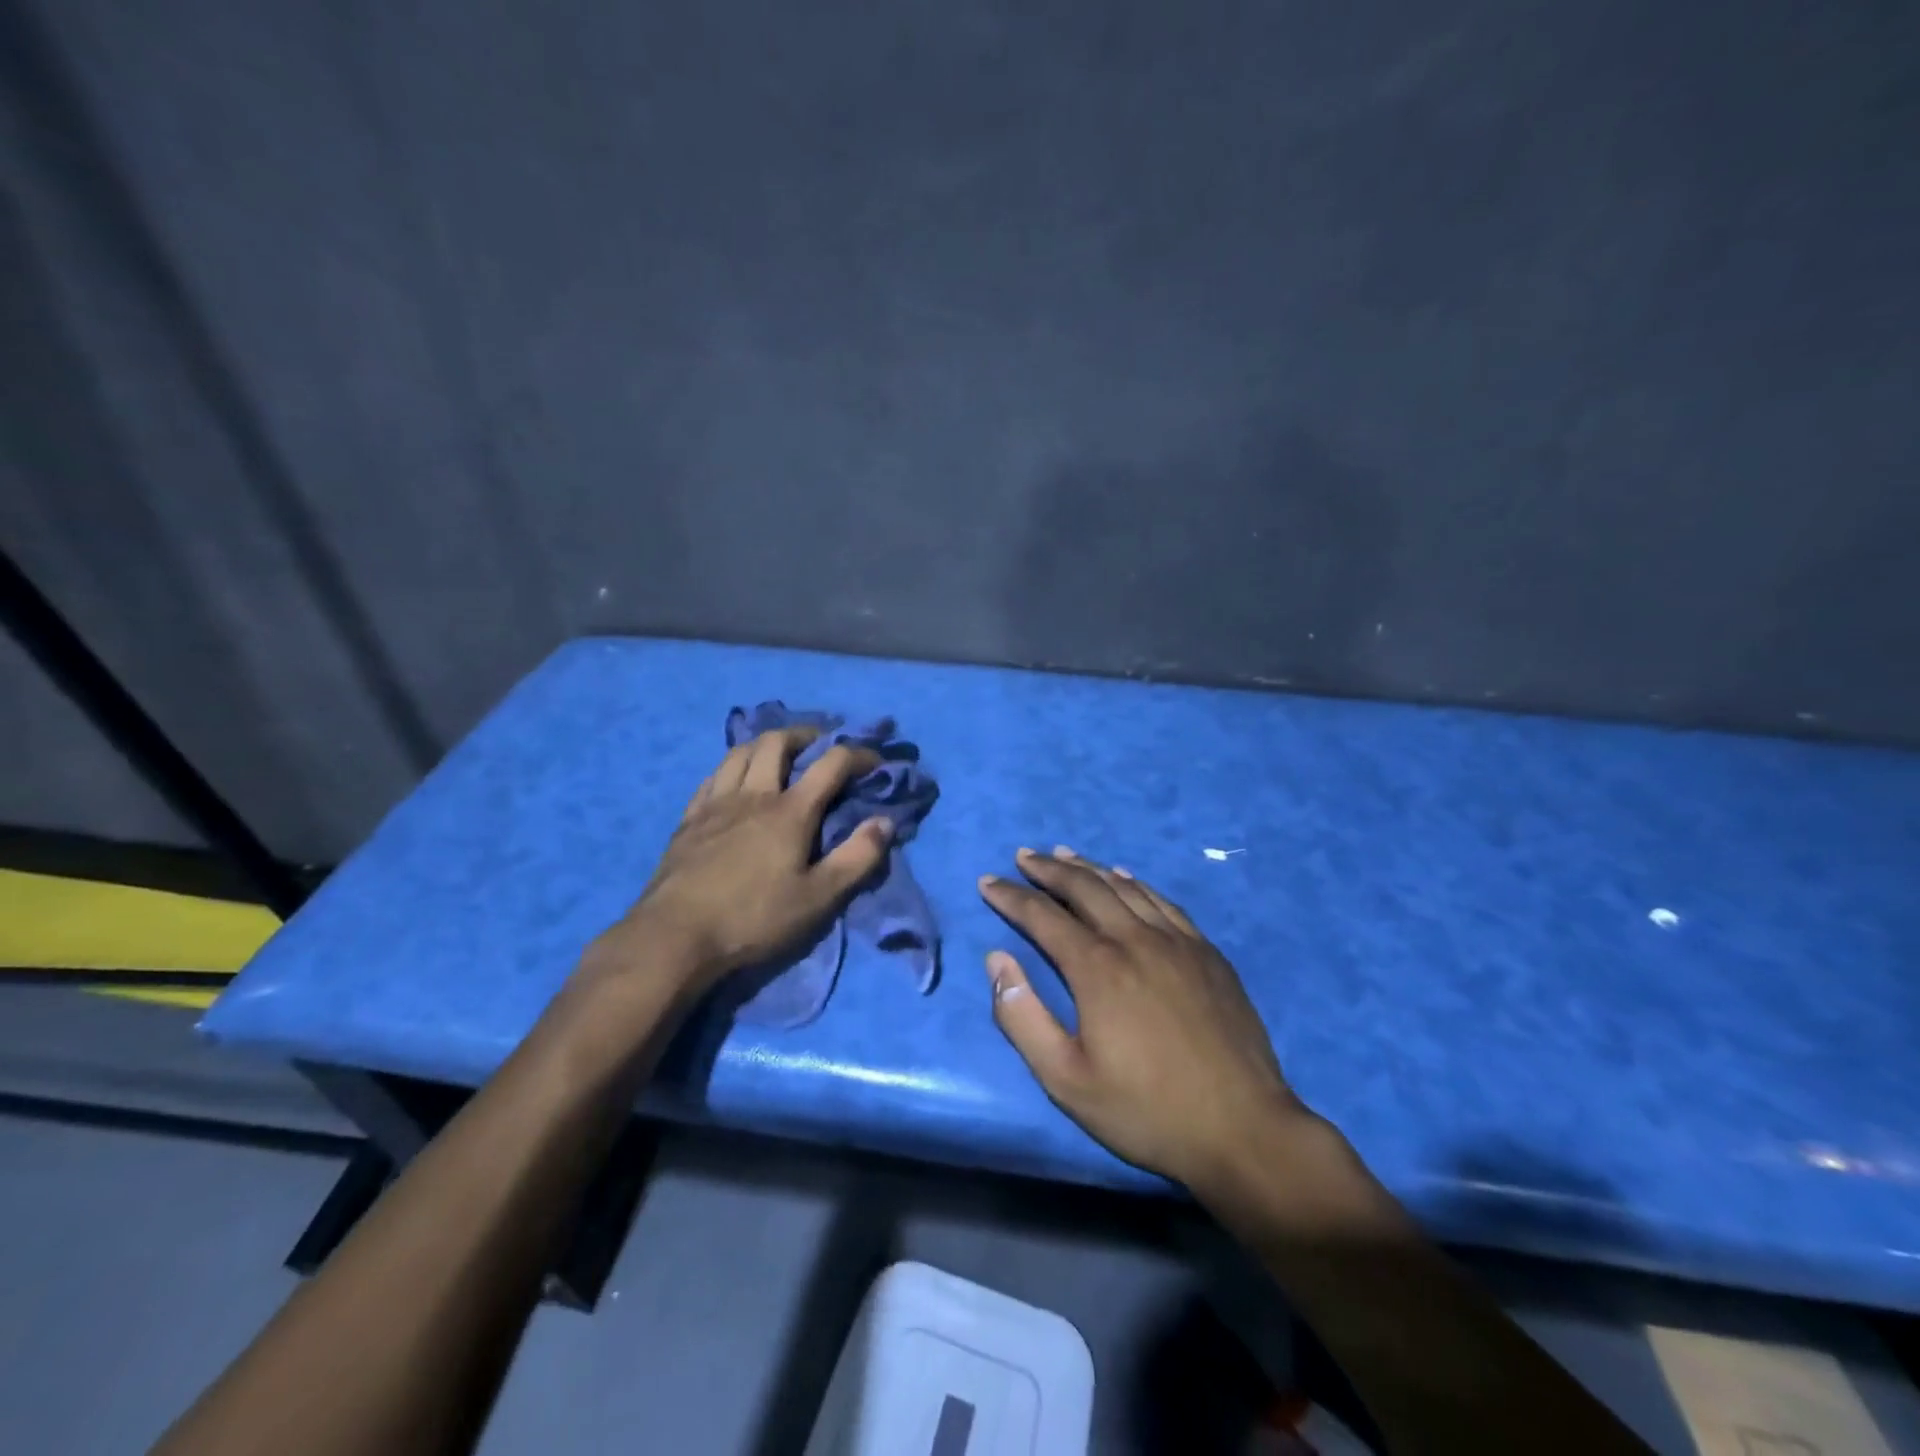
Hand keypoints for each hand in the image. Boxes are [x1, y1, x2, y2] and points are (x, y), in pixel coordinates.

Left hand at [588, 729, 893, 1001]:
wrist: (675, 937)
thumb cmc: (754, 918)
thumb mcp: (818, 898)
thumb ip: (857, 858)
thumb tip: (885, 822)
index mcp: (790, 811)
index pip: (831, 764)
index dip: (859, 755)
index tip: (876, 761)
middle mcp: (753, 795)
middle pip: (777, 742)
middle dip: (805, 735)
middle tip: (820, 746)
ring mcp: (716, 804)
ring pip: (740, 752)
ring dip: (766, 745)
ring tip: (779, 755)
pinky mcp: (689, 820)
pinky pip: (712, 777)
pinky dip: (732, 768)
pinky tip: (734, 782)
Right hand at [978, 847, 1311, 1191]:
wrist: (1243, 1129)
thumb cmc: (1145, 1110)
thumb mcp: (1066, 1079)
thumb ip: (1022, 1016)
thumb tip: (996, 959)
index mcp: (1098, 967)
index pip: (1042, 915)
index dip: (1011, 896)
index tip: (987, 881)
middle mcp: (1135, 939)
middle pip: (1084, 888)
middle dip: (1048, 869)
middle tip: (1024, 855)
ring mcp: (1177, 941)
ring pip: (1124, 887)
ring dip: (1088, 868)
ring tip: (1064, 854)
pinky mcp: (1207, 952)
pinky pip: (1163, 902)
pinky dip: (1135, 883)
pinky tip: (1126, 879)